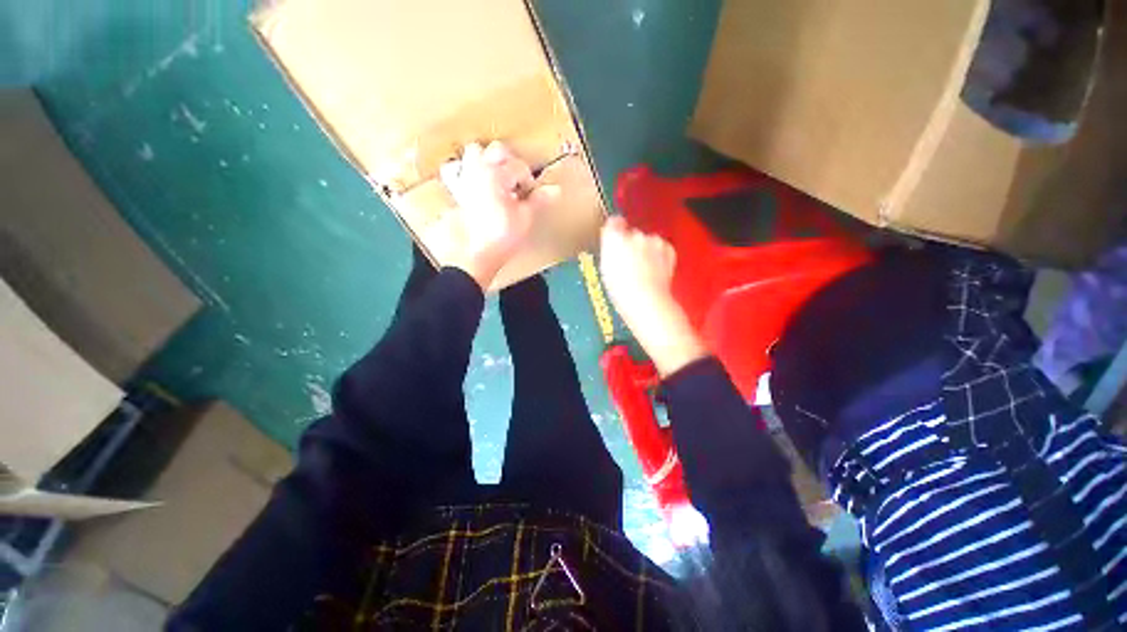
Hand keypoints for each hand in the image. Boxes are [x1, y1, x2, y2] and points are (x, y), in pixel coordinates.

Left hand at [440, 141, 558, 288]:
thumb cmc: (501, 236)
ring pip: (474, 153)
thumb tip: (555, 190)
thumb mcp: (525, 218)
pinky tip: (476, 183)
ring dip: (488, 160)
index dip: (529, 181)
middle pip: (497, 150)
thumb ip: (539, 200)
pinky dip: (466, 171)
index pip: (520, 167)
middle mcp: (478, 170)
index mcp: (496, 174)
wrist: (476, 254)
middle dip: (511, 163)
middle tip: (518, 183)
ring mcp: (465, 179)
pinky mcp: (456, 191)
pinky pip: (456, 170)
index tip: (532, 195)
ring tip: (499, 178)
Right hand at [599, 217, 706, 376]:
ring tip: (643, 270)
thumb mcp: (606, 269)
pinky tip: (654, 270)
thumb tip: (612, 235)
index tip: (615, 236)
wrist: (646, 300)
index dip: (615, 230)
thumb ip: (609, 248)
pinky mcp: (667, 249)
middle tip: (629, 263)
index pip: (614, 222)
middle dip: (631, 244)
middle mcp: (634, 234)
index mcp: (613, 239)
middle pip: (632, 233)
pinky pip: (662, 248)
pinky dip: (660, 256)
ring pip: (648, 241)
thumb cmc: (622, 290)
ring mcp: (653, 241)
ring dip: (646, 250)